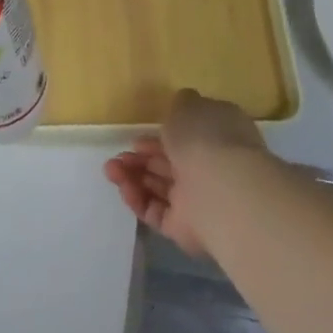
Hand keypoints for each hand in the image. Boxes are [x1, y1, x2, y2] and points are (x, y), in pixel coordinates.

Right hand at [103, 88, 267, 257]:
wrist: (221, 189)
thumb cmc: (204, 138)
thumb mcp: (188, 106)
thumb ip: (181, 104)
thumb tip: (183, 104)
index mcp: (217, 137)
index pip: (188, 137)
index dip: (160, 136)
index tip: (137, 137)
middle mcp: (211, 168)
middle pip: (170, 164)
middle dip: (141, 159)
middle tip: (119, 157)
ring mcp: (199, 200)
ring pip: (160, 187)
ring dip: (133, 177)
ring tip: (110, 170)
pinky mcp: (186, 228)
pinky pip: (157, 212)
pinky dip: (138, 200)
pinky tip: (123, 188)